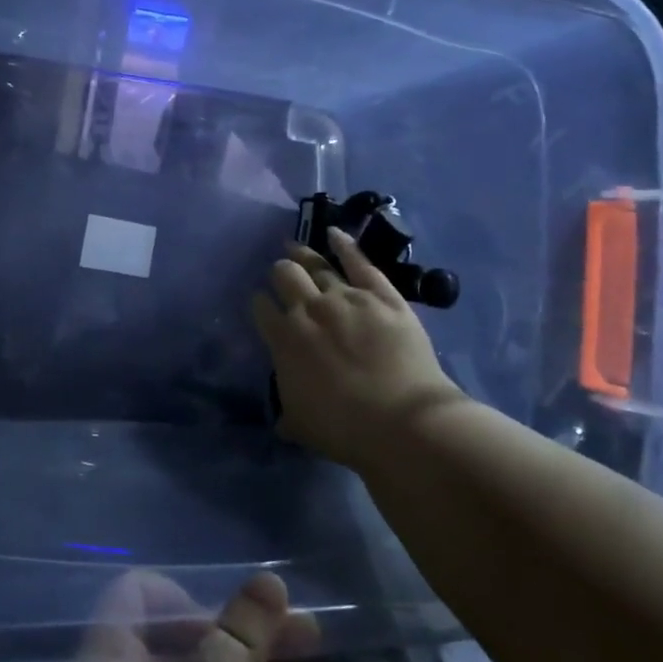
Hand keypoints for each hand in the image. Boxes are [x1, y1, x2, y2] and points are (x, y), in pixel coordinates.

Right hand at [251, 229, 466, 470]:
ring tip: (295, 247)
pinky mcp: (382, 295)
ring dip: (303, 255)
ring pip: (318, 265)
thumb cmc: (344, 429)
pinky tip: (333, 232)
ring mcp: (347, 297)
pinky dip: (345, 244)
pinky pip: (359, 262)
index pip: (262, 308)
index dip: (260, 303)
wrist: (402, 422)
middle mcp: (309, 309)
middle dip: (279, 272)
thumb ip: (286, 412)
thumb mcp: (300, 424)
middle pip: (285, 275)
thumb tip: (282, 416)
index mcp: (284, 339)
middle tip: (281, 274)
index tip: (263, 304)